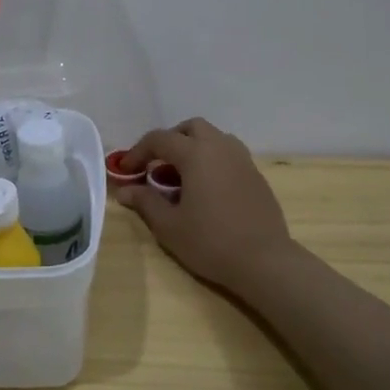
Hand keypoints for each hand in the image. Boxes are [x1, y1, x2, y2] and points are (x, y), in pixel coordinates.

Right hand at [115, 118, 297, 293]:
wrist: (265, 261)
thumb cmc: (211, 242)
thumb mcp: (169, 225)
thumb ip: (145, 202)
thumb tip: (124, 191)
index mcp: (196, 154)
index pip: (160, 139)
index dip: (138, 152)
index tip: (126, 171)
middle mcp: (221, 148)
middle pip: (191, 128)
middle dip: (170, 141)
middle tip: (156, 165)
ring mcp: (243, 161)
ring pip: (214, 138)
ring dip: (193, 148)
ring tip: (181, 176)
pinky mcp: (256, 176)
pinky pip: (229, 156)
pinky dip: (211, 161)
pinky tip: (206, 190)